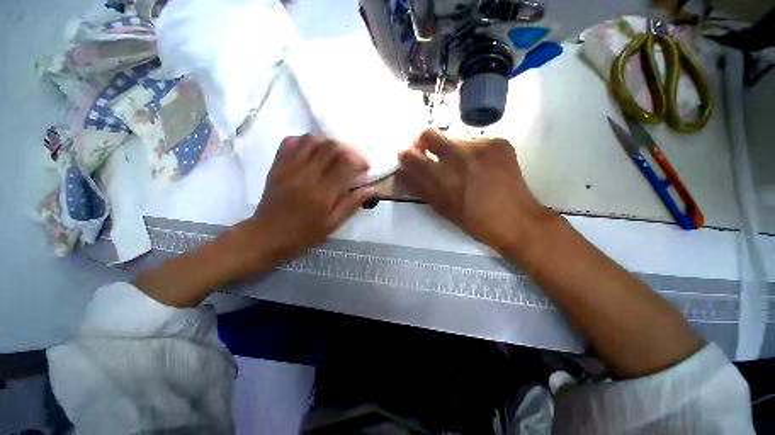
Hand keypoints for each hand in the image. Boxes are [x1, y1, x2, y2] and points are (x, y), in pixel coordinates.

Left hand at [242, 135, 374, 267]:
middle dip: (348, 150)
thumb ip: (351, 204)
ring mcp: (288, 168)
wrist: (267, 236)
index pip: (344, 164)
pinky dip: (307, 141)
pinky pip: (291, 142)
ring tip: (337, 155)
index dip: (359, 161)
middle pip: (330, 147)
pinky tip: (315, 151)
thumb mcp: (332, 224)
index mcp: (321, 193)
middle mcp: (305, 175)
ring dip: (330, 143)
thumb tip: (371, 189)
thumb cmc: (303, 235)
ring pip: (312, 140)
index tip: (365, 168)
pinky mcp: (277, 166)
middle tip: (354, 160)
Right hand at [398, 130, 551, 252]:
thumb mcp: (440, 208)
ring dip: (452, 151)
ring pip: (454, 139)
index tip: (409, 158)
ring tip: (465, 168)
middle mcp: (456, 156)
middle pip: (429, 134)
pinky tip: (483, 167)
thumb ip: (419, 187)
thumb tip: (403, 173)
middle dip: (424, 142)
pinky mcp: (498, 142)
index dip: (406, 156)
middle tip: (430, 153)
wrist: (515, 219)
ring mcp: (479, 146)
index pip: (410, 156)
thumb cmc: (473, 221)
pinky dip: (473, 153)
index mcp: (440, 178)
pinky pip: (476, 142)